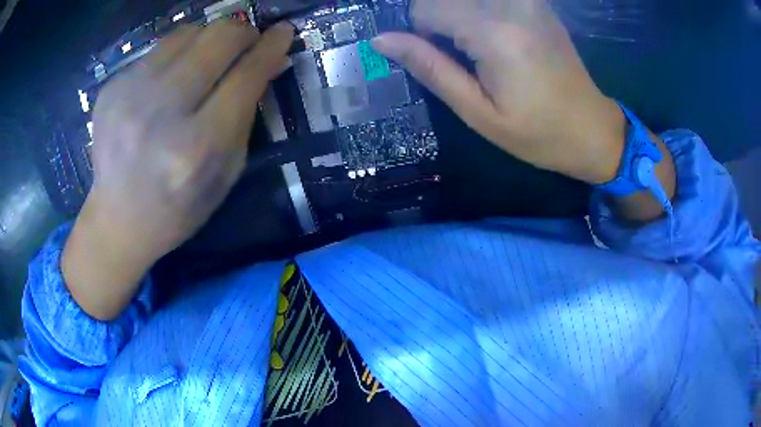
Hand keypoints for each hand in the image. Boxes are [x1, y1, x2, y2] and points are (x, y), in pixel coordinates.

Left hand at [62, 21, 293, 319]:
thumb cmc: (178, 206)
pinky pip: (158, 49)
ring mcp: (129, 95)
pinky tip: (170, 80)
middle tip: (247, 42)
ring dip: (208, 39)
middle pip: (218, 39)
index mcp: (196, 147)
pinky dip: (176, 55)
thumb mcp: (226, 172)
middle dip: (242, 32)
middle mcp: (160, 113)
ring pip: (187, 32)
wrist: (117, 220)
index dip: (271, 47)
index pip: (245, 76)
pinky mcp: (111, 87)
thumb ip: (248, 113)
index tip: (284, 32)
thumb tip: (270, 61)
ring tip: (207, 60)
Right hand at [372, 0, 626, 183]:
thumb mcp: (478, 112)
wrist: (592, 128)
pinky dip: (477, 14)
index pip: (425, 8)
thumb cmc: (538, 132)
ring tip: (479, 52)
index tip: (438, 60)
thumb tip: (382, 40)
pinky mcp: (535, 4)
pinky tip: (495, 41)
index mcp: (494, 32)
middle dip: (438, 23)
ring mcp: (527, 1)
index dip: (419, 34)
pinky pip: (488, 0)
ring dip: (457, 19)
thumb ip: (430, 68)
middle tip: (460, 58)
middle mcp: (511, 5)